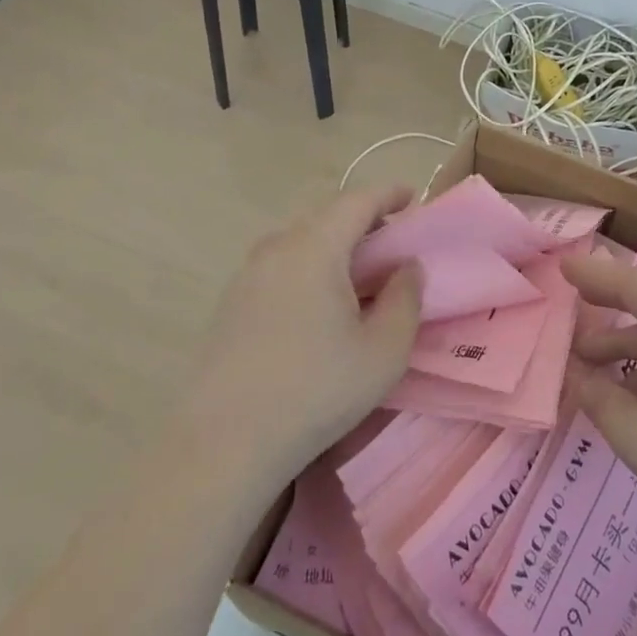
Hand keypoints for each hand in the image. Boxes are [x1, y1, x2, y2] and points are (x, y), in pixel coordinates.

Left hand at [196, 184, 422, 484]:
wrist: (223, 442)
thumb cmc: (316, 390)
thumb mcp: (384, 350)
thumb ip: (405, 299)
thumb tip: (407, 267)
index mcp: (315, 248)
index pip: (357, 201)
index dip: (388, 194)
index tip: (412, 196)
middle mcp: (276, 248)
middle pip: (326, 216)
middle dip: (363, 220)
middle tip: (391, 243)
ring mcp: (247, 274)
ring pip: (300, 241)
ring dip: (334, 245)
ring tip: (359, 274)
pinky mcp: (231, 303)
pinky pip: (280, 265)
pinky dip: (309, 266)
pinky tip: (319, 304)